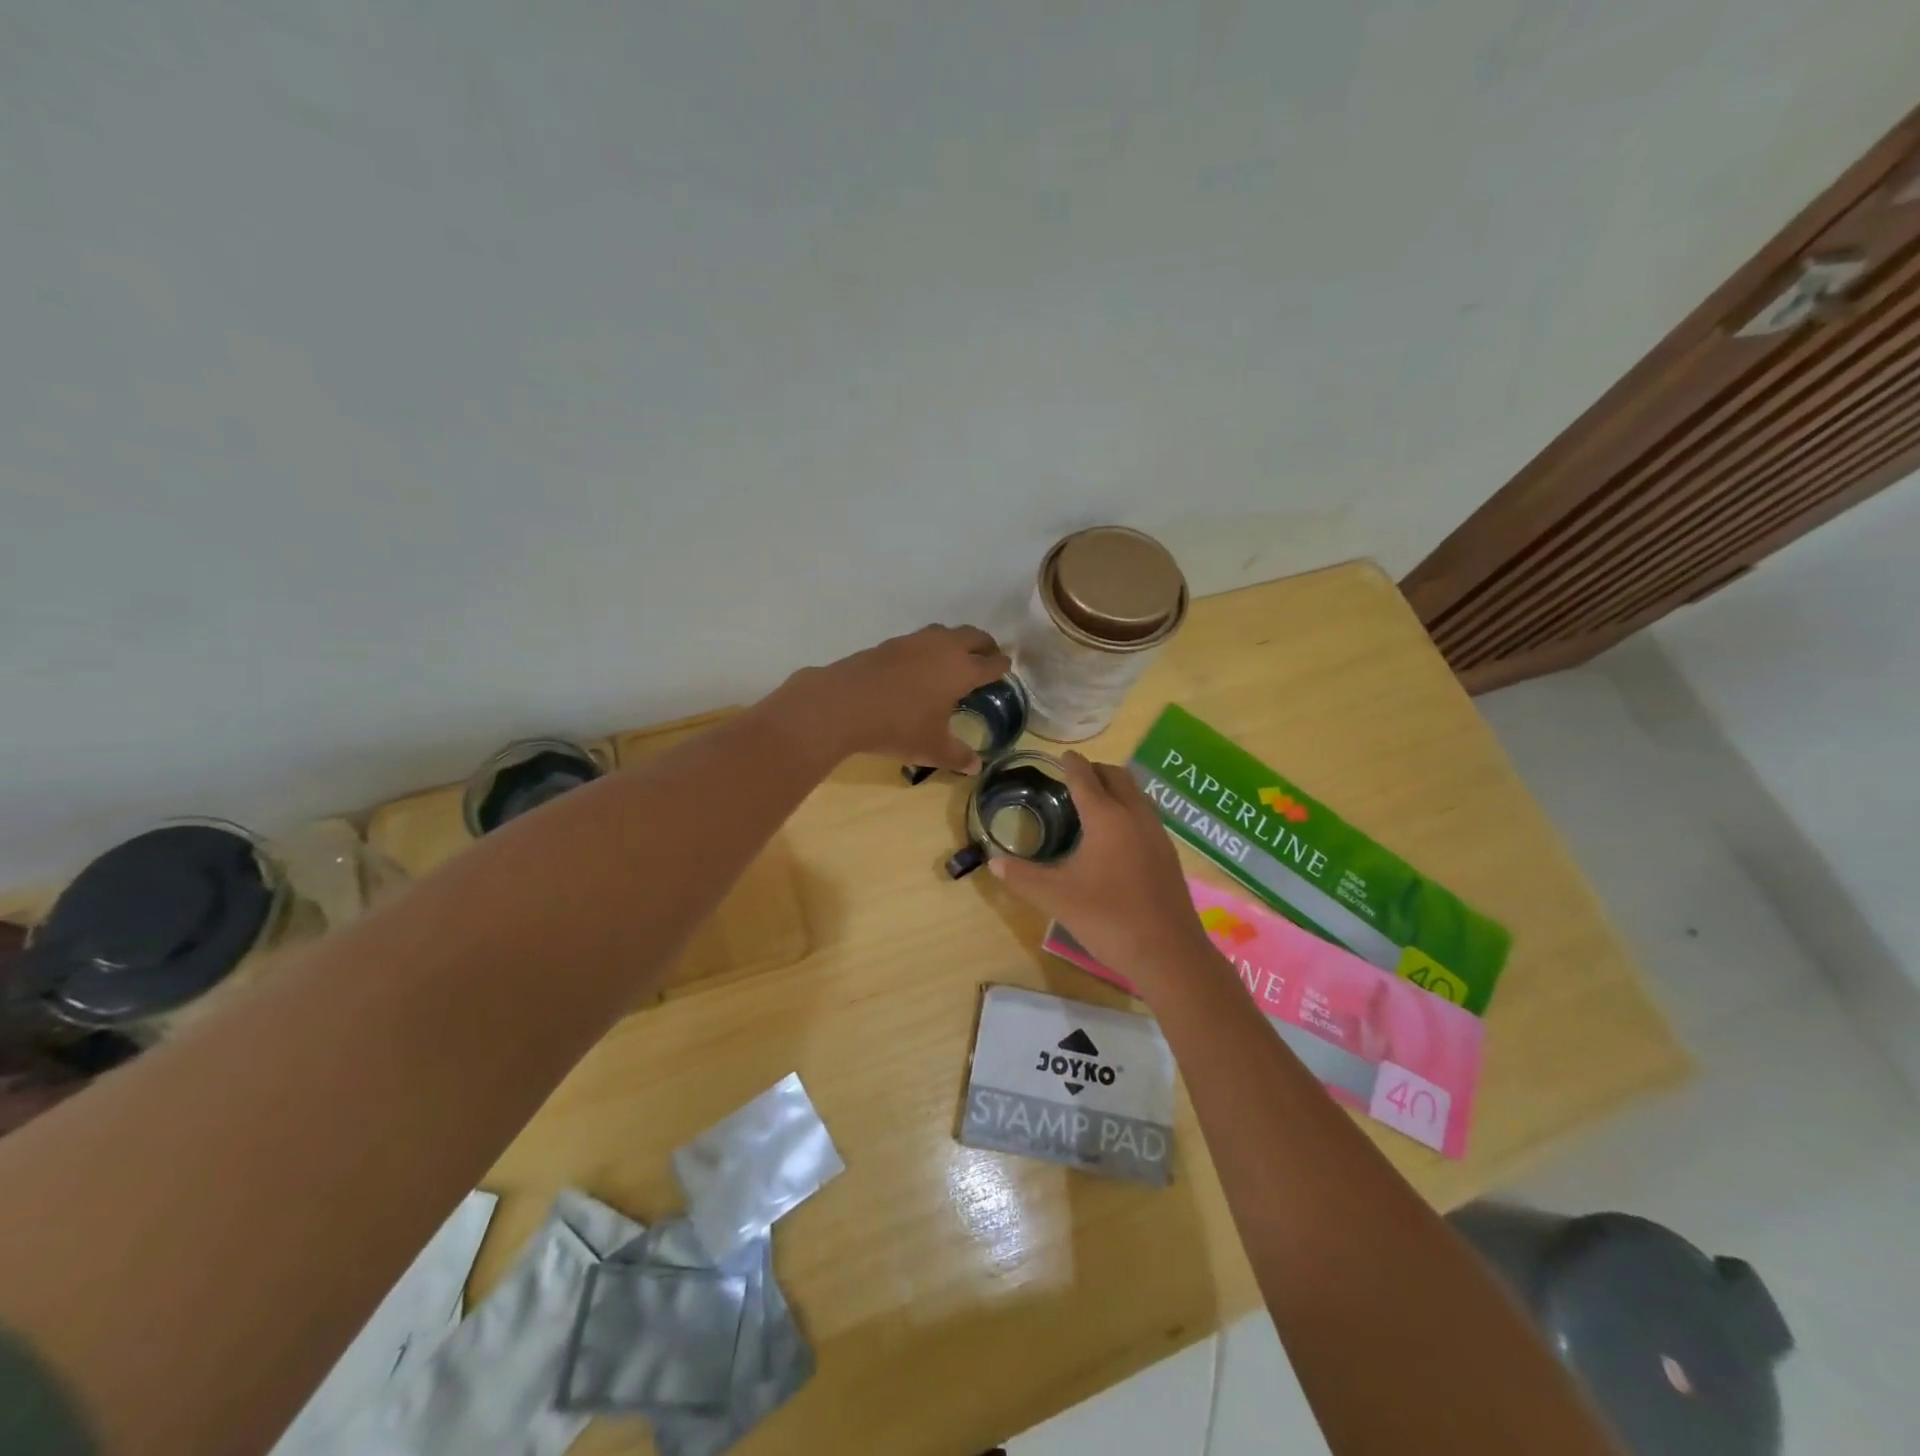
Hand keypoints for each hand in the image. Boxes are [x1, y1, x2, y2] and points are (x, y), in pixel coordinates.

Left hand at [775, 624, 1010, 771]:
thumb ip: (957, 755)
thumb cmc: (899, 726)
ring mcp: (914, 642)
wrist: (845, 703)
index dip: (1002, 666)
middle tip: (987, 656)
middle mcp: (943, 648)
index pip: (992, 663)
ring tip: (954, 657)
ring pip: (945, 632)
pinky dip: (928, 647)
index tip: (1006, 669)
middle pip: (973, 636)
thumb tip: (976, 767)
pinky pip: (919, 640)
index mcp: (962, 670)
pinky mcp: (889, 643)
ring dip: (955, 641)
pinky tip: (919, 664)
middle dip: (984, 645)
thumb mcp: (932, 748)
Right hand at [989, 751, 1215, 994]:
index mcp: (1106, 817)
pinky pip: (1145, 814)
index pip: (1086, 778)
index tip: (1062, 756)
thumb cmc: (1108, 919)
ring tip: (1093, 803)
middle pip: (1117, 777)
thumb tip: (993, 863)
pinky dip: (1128, 809)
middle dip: (1096, 771)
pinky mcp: (1168, 853)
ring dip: (1115, 788)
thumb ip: (1023, 877)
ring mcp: (1157, 834)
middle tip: (1074, 778)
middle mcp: (1135, 815)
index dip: (1071, 764)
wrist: (1169, 954)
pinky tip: (1116, 836)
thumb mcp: (1057, 898)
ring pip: (1136, 794)